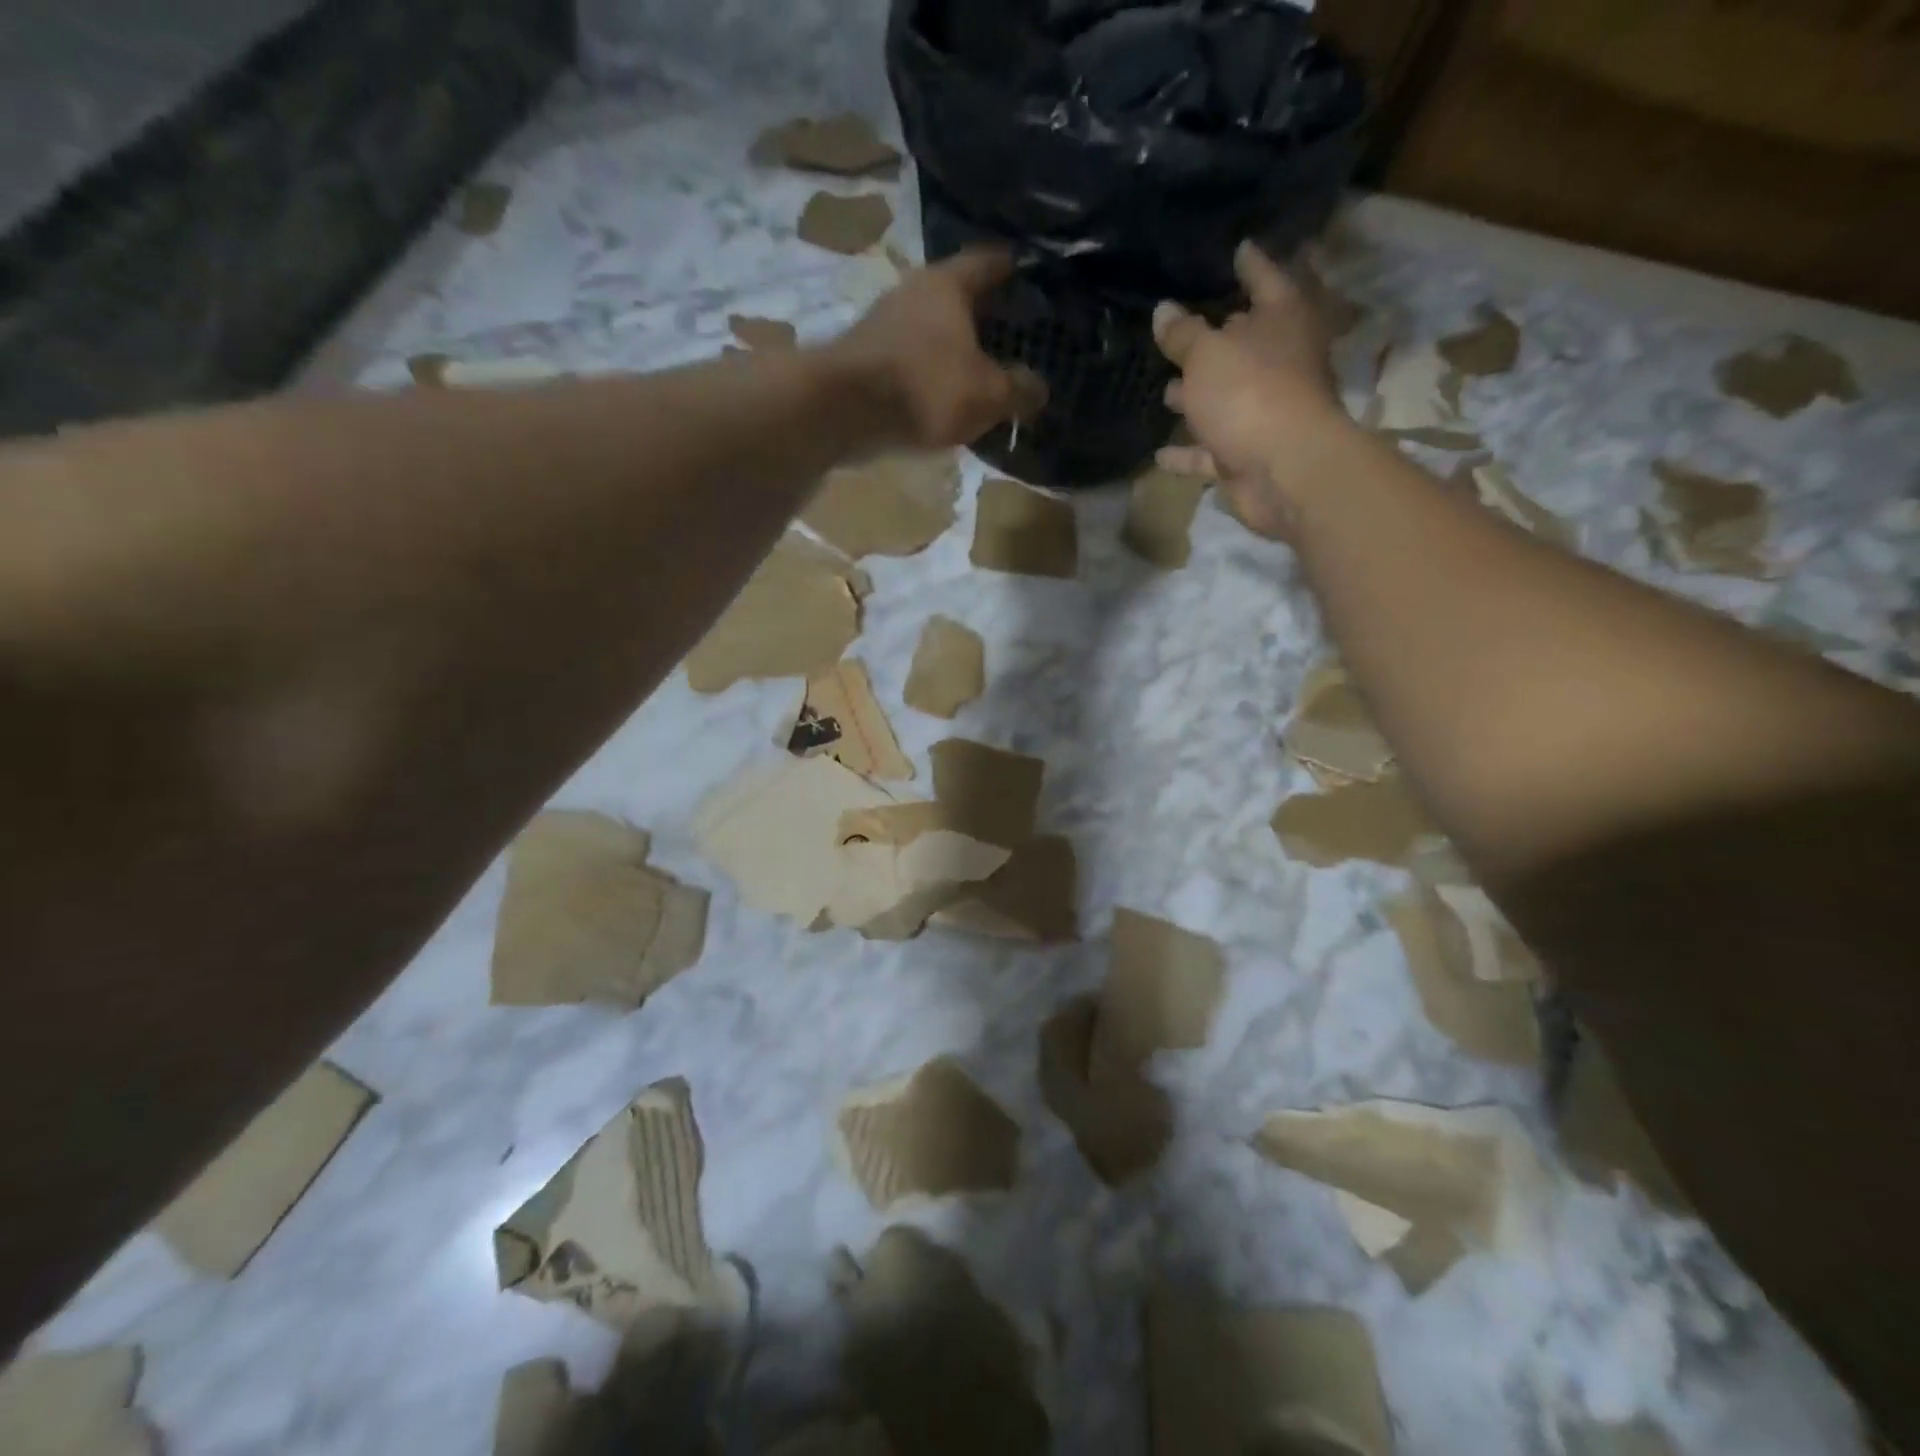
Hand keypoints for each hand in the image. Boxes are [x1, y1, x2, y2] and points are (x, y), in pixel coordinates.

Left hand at [834, 249, 1045, 450]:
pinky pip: (911, 358)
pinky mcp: (866, 356)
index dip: (1015, 268)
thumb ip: (1019, 389)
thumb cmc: (925, 388)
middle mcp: (913, 290)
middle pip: (958, 295)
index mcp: (949, 283)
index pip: (991, 261)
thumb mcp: (988, 394)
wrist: (843, 410)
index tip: (1032, 277)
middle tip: (1012, 333)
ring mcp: (884, 322)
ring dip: (954, 346)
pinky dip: (930, 370)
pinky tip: (944, 393)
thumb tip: (1039, 389)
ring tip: (980, 370)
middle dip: (984, 314)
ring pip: (932, 328)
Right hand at [1153, 241, 1347, 538]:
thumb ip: (1183, 334)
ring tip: (1166, 391)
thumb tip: (1163, 310)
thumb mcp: (1206, 354)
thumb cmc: (1249, 392)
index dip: (1250, 264)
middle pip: (1245, 344)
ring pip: (1225, 399)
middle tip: (1184, 331)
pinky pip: (1211, 449)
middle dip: (1216, 340)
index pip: (1266, 279)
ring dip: (1198, 397)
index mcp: (1282, 320)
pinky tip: (1160, 453)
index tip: (1239, 249)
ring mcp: (1265, 412)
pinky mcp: (1248, 454)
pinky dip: (1189, 452)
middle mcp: (1279, 362)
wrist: (1282, 469)